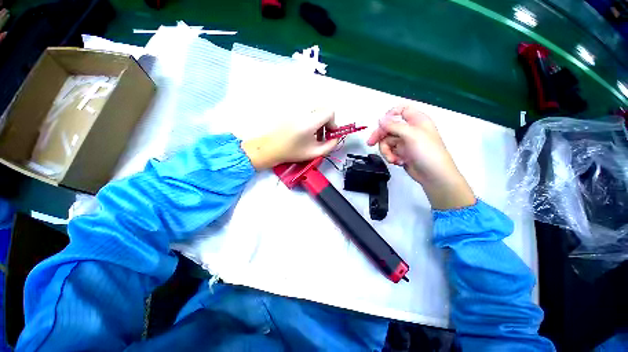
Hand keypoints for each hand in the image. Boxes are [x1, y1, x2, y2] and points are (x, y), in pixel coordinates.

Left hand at [241, 108, 338, 169]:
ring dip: (319, 120)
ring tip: (313, 134)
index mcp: (309, 122)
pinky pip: (307, 110)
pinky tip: (306, 130)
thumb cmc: (292, 152)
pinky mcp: (291, 110)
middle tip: (322, 135)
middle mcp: (303, 111)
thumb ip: (330, 146)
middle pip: (323, 109)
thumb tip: (336, 138)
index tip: (329, 133)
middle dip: (327, 121)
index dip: (333, 122)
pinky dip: (311, 118)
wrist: (271, 148)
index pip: (329, 112)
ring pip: (315, 109)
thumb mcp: (314, 153)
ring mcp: (296, 109)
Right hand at [367, 104, 474, 208]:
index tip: (381, 123)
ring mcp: (405, 142)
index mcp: (416, 120)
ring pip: (387, 141)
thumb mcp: (411, 135)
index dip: (390, 114)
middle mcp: (410, 130)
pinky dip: (391, 157)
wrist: (434, 176)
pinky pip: (389, 151)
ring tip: (393, 159)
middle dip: (380, 136)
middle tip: (370, 143)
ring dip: (387, 151)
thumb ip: (394, 126)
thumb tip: (380, 119)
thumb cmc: (427, 152)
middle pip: (389, 128)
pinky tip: (398, 162)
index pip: (401, 110)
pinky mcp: (401, 153)